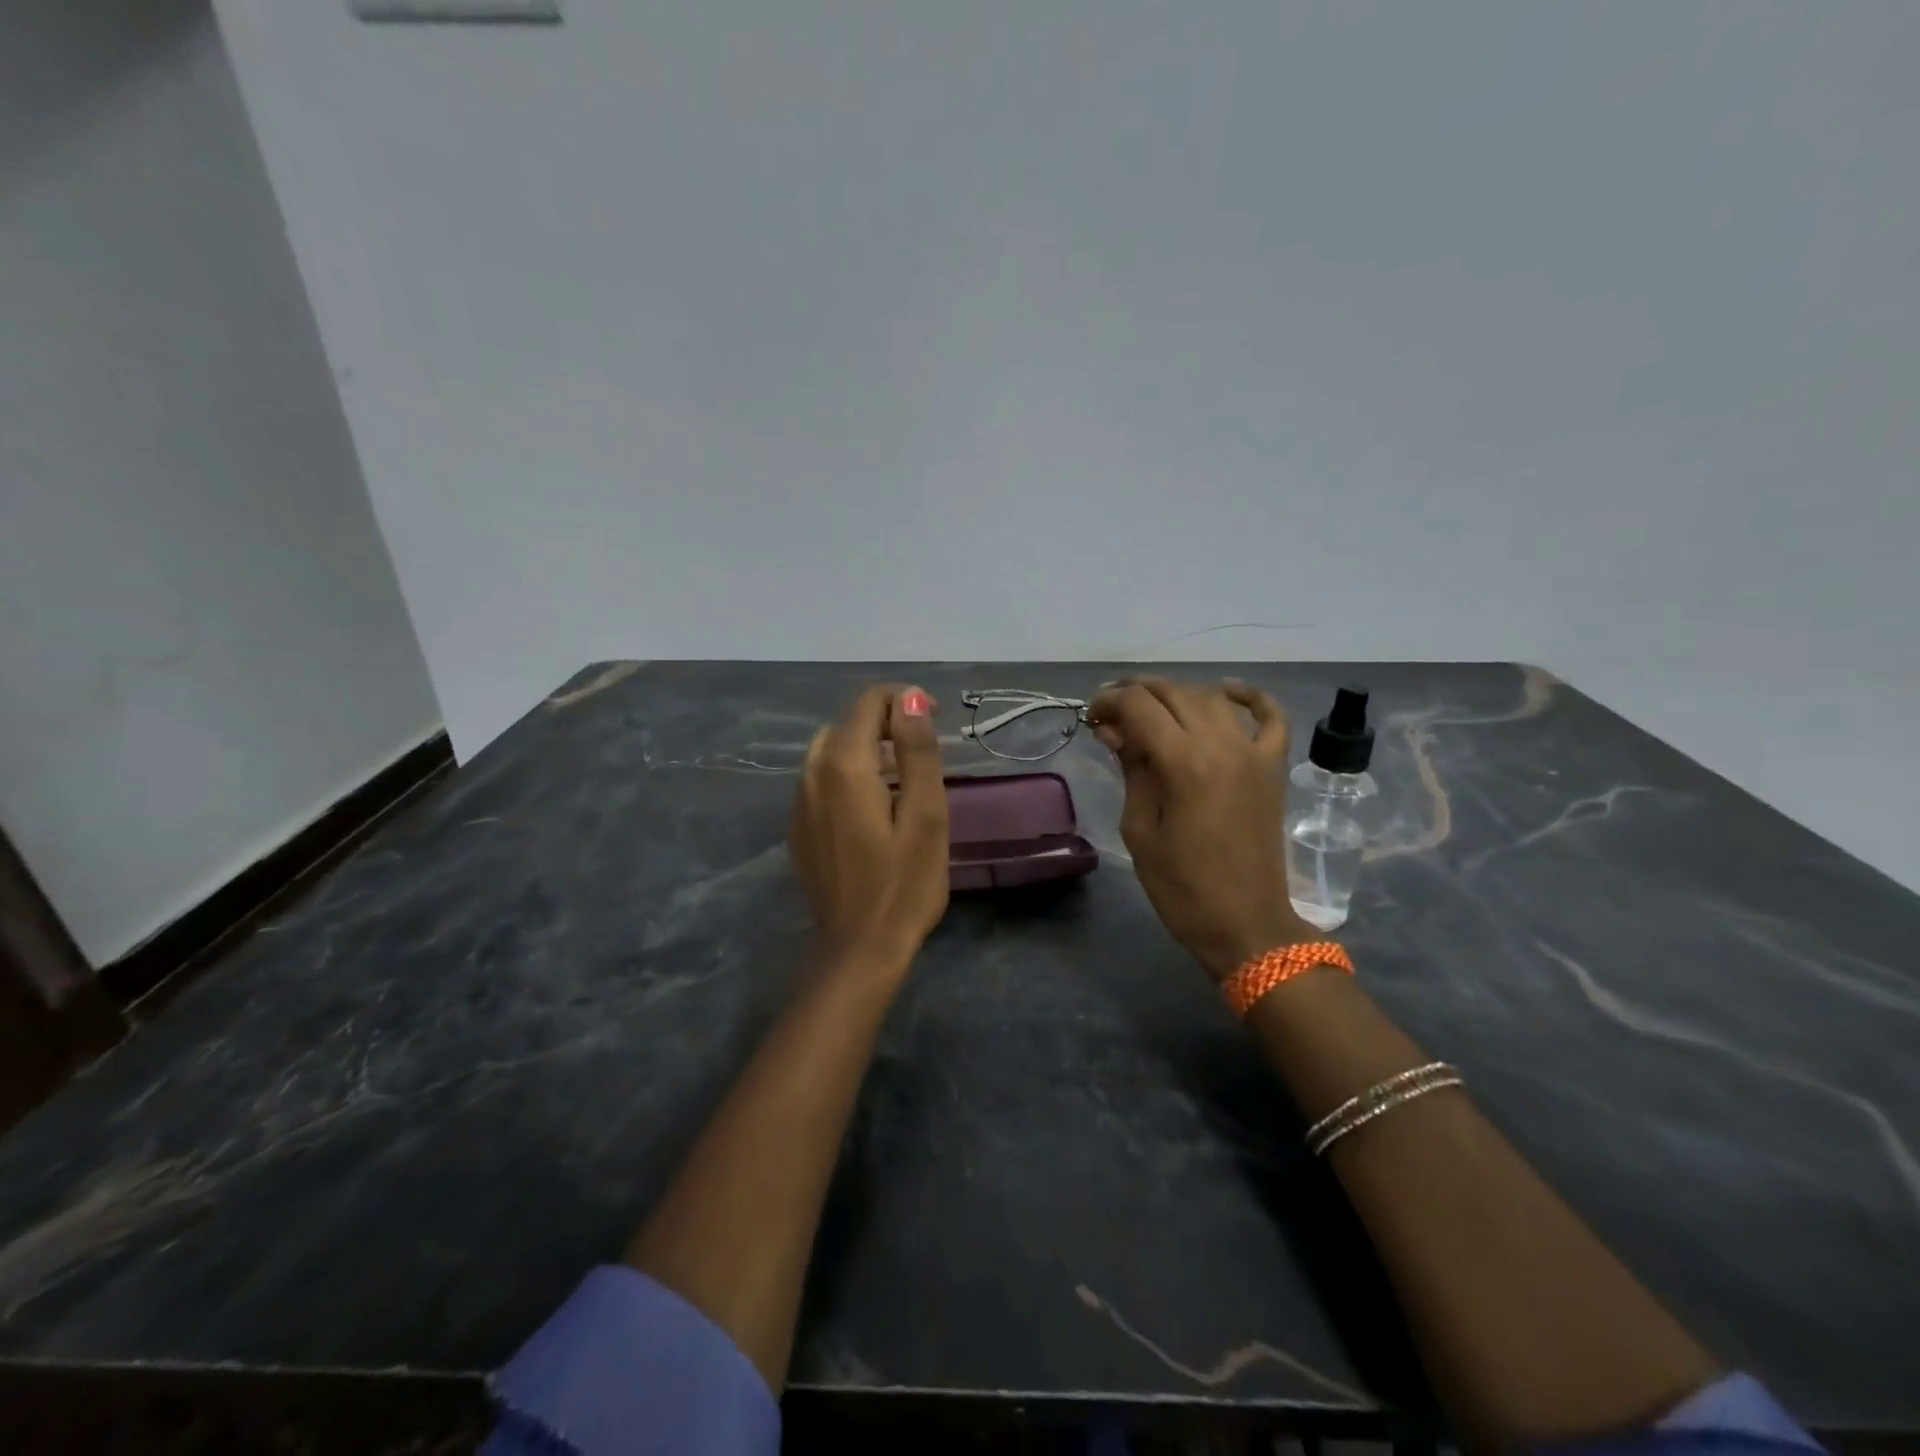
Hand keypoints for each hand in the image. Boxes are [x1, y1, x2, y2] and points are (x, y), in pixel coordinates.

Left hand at [789, 684, 949, 968]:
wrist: (859, 949)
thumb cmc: (904, 884)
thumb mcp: (926, 814)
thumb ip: (916, 750)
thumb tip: (910, 697)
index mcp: (843, 764)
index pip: (868, 701)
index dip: (905, 699)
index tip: (936, 719)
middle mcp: (811, 773)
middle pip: (847, 722)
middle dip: (886, 721)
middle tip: (923, 748)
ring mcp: (799, 802)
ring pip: (830, 749)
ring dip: (866, 747)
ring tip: (902, 774)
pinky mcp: (798, 827)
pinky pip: (820, 779)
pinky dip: (848, 773)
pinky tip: (873, 805)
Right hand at [1089, 677, 1315, 980]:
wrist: (1246, 924)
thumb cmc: (1182, 887)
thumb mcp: (1140, 830)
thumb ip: (1132, 771)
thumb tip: (1115, 731)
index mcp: (1183, 763)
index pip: (1139, 706)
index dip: (1108, 702)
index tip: (1090, 717)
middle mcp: (1222, 745)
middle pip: (1174, 693)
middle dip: (1136, 692)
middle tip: (1111, 711)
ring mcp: (1253, 753)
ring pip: (1211, 698)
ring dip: (1176, 693)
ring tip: (1150, 707)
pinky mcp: (1273, 767)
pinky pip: (1270, 717)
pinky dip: (1251, 697)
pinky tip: (1227, 692)